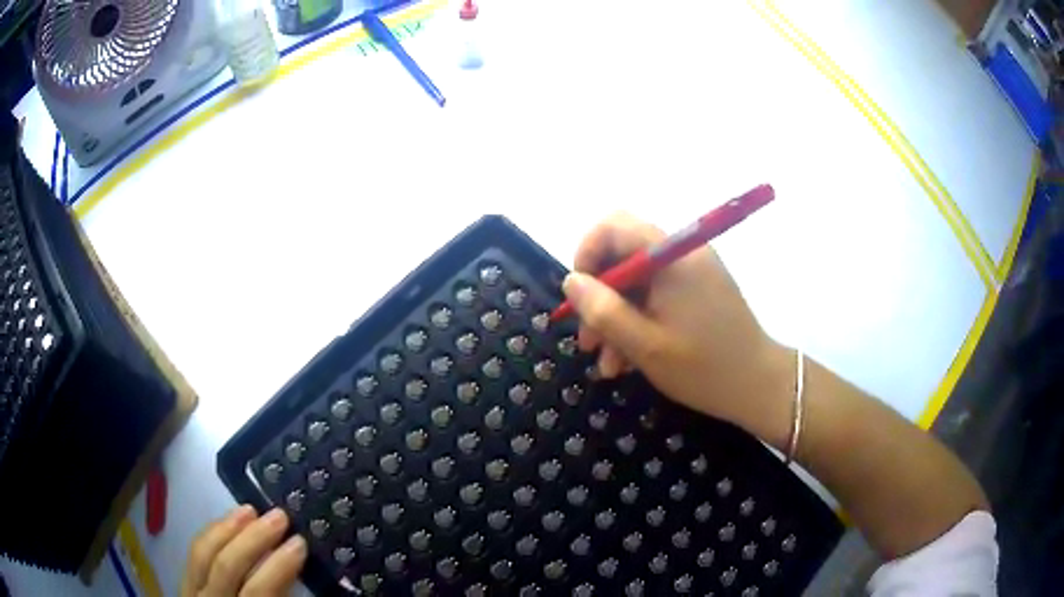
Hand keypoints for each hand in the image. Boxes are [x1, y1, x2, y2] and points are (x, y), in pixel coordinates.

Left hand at [182, 506, 306, 596]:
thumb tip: (307, 581)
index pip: (258, 592)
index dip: (279, 567)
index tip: (299, 543)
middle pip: (227, 566)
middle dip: (254, 539)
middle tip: (280, 516)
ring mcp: (192, 593)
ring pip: (203, 553)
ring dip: (228, 528)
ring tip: (251, 510)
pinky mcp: (184, 584)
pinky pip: (193, 553)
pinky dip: (210, 533)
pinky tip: (226, 522)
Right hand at [563, 213, 793, 447]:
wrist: (759, 386)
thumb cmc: (704, 368)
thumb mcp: (645, 345)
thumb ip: (604, 311)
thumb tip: (572, 281)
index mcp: (673, 256)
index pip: (615, 226)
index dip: (587, 253)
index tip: (579, 294)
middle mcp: (682, 253)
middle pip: (623, 256)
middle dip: (599, 296)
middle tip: (587, 340)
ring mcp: (692, 273)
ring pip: (636, 282)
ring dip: (616, 318)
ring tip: (608, 364)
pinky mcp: (697, 291)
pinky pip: (656, 296)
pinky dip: (638, 322)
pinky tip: (628, 360)